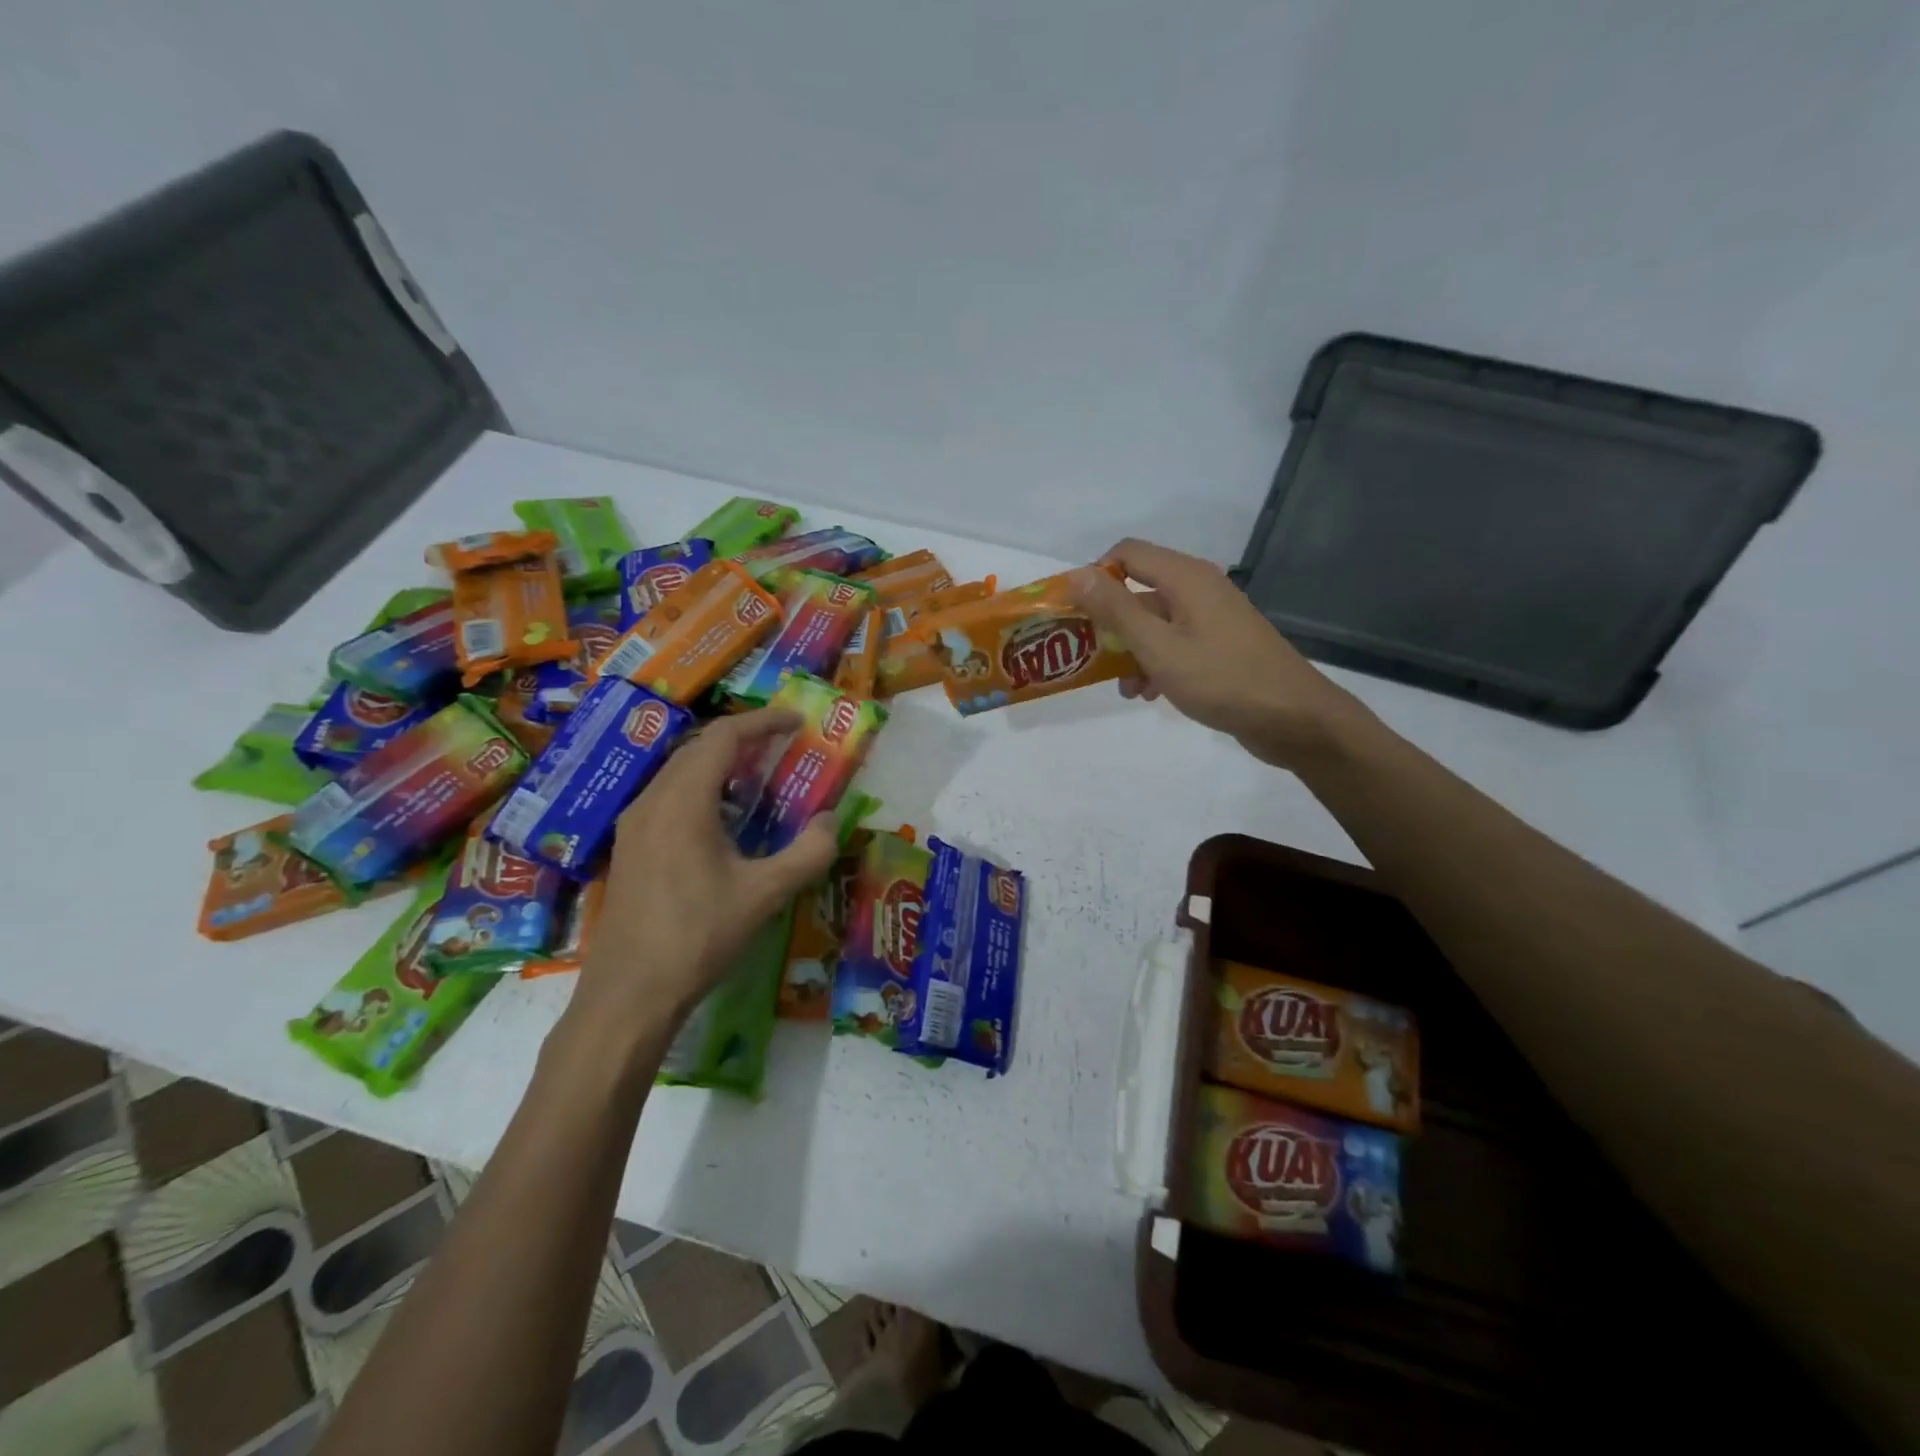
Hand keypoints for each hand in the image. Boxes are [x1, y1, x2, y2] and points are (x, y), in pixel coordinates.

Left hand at [572, 707, 837, 1031]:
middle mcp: (651, 801)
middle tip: (782, 748)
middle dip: (743, 740)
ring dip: (720, 765)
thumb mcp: (764, 895)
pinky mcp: (629, 848)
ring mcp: (634, 825)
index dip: (763, 722)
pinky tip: (723, 822)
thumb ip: (807, 853)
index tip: (797, 722)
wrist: (629, 995)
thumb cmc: (698, 937)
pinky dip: (701, 789)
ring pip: (679, 772)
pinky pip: (667, 797)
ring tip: (758, 779)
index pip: (723, 737)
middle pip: (698, 748)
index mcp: (683, 802)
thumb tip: (831, 821)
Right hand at [1071, 538, 1370, 768]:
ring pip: (1155, 621)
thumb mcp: (1158, 646)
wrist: (1293, 718)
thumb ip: (1116, 610)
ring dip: (1131, 650)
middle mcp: (1199, 588)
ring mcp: (1213, 617)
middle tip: (1088, 656)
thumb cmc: (1221, 679)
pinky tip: (1149, 694)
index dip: (1095, 577)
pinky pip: (1176, 642)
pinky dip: (1156, 662)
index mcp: (1185, 577)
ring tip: (1125, 688)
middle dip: (1110, 623)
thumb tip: (1076, 575)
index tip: (1075, 614)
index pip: (1126, 553)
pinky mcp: (1221, 644)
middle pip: (1139, 589)